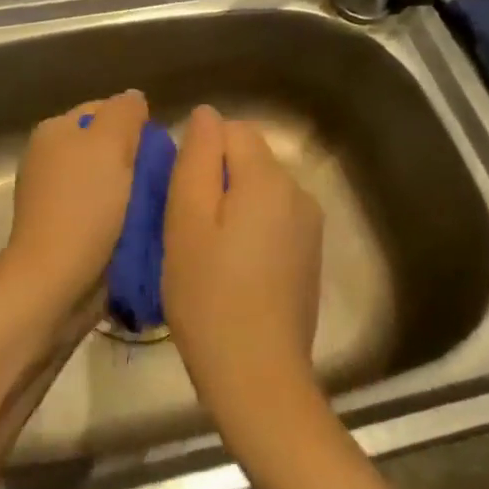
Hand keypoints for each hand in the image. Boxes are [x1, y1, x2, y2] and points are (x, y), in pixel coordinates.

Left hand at [0, 90, 148, 319]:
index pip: (106, 110)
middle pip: (108, 147)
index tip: (163, 150)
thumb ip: (124, 113)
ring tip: (160, 206)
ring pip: (110, 181)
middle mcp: (50, 159)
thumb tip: (134, 98)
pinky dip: (123, 217)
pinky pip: (105, 212)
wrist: (56, 282)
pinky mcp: (66, 230)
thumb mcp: (109, 145)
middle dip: (138, 160)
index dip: (137, 124)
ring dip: (134, 192)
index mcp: (54, 131)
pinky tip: (143, 228)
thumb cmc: (84, 207)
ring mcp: (56, 197)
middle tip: (166, 179)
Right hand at [162, 105, 324, 441]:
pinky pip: (272, 220)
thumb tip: (207, 115)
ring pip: (258, 191)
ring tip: (205, 254)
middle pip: (248, 159)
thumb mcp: (186, 222)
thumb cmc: (209, 295)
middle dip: (214, 181)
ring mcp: (310, 226)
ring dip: (229, 207)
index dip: (199, 156)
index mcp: (269, 179)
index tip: (179, 199)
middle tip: (186, 230)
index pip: (231, 131)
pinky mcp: (309, 255)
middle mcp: (299, 192)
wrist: (257, 373)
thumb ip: (197, 160)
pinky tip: (231, 271)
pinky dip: (248, 231)